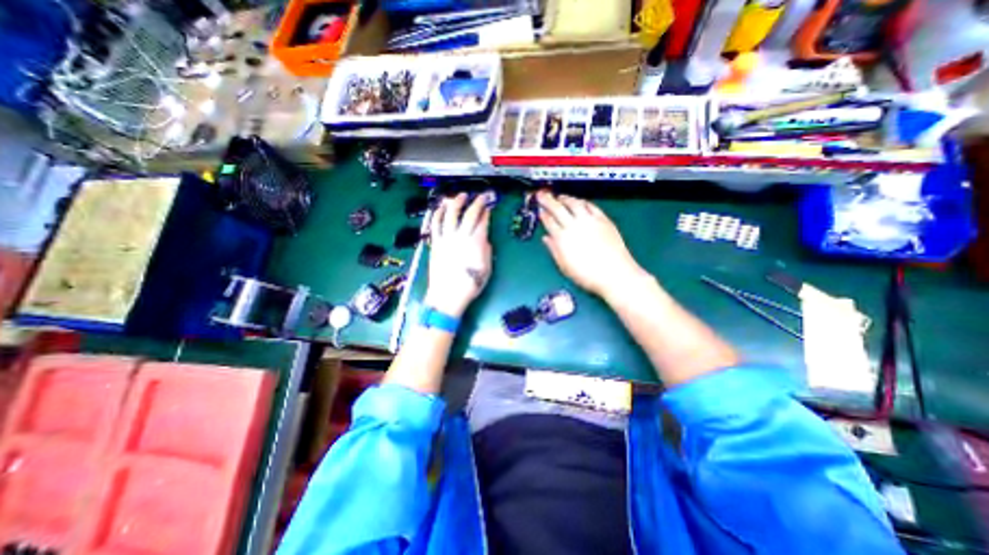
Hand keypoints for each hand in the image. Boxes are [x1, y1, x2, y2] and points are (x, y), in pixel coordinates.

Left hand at [424, 192, 491, 315]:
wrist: (448, 295)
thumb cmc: (470, 285)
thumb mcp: (486, 268)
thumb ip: (486, 250)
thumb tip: (483, 239)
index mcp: (475, 243)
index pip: (482, 221)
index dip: (486, 212)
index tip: (489, 206)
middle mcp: (460, 237)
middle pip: (468, 214)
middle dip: (476, 203)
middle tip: (480, 197)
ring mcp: (446, 239)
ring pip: (450, 214)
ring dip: (456, 202)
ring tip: (460, 196)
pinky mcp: (435, 243)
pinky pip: (435, 224)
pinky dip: (438, 213)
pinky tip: (441, 208)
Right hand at [537, 193, 646, 300]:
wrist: (614, 273)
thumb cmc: (586, 275)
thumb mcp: (564, 266)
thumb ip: (554, 250)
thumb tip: (546, 238)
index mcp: (562, 238)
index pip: (549, 222)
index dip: (543, 215)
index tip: (539, 211)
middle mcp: (574, 226)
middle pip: (558, 208)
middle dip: (548, 200)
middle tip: (542, 194)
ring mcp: (589, 221)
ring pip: (574, 203)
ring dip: (565, 198)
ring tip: (559, 196)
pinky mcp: (603, 219)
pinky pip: (590, 206)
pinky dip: (582, 202)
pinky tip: (579, 202)